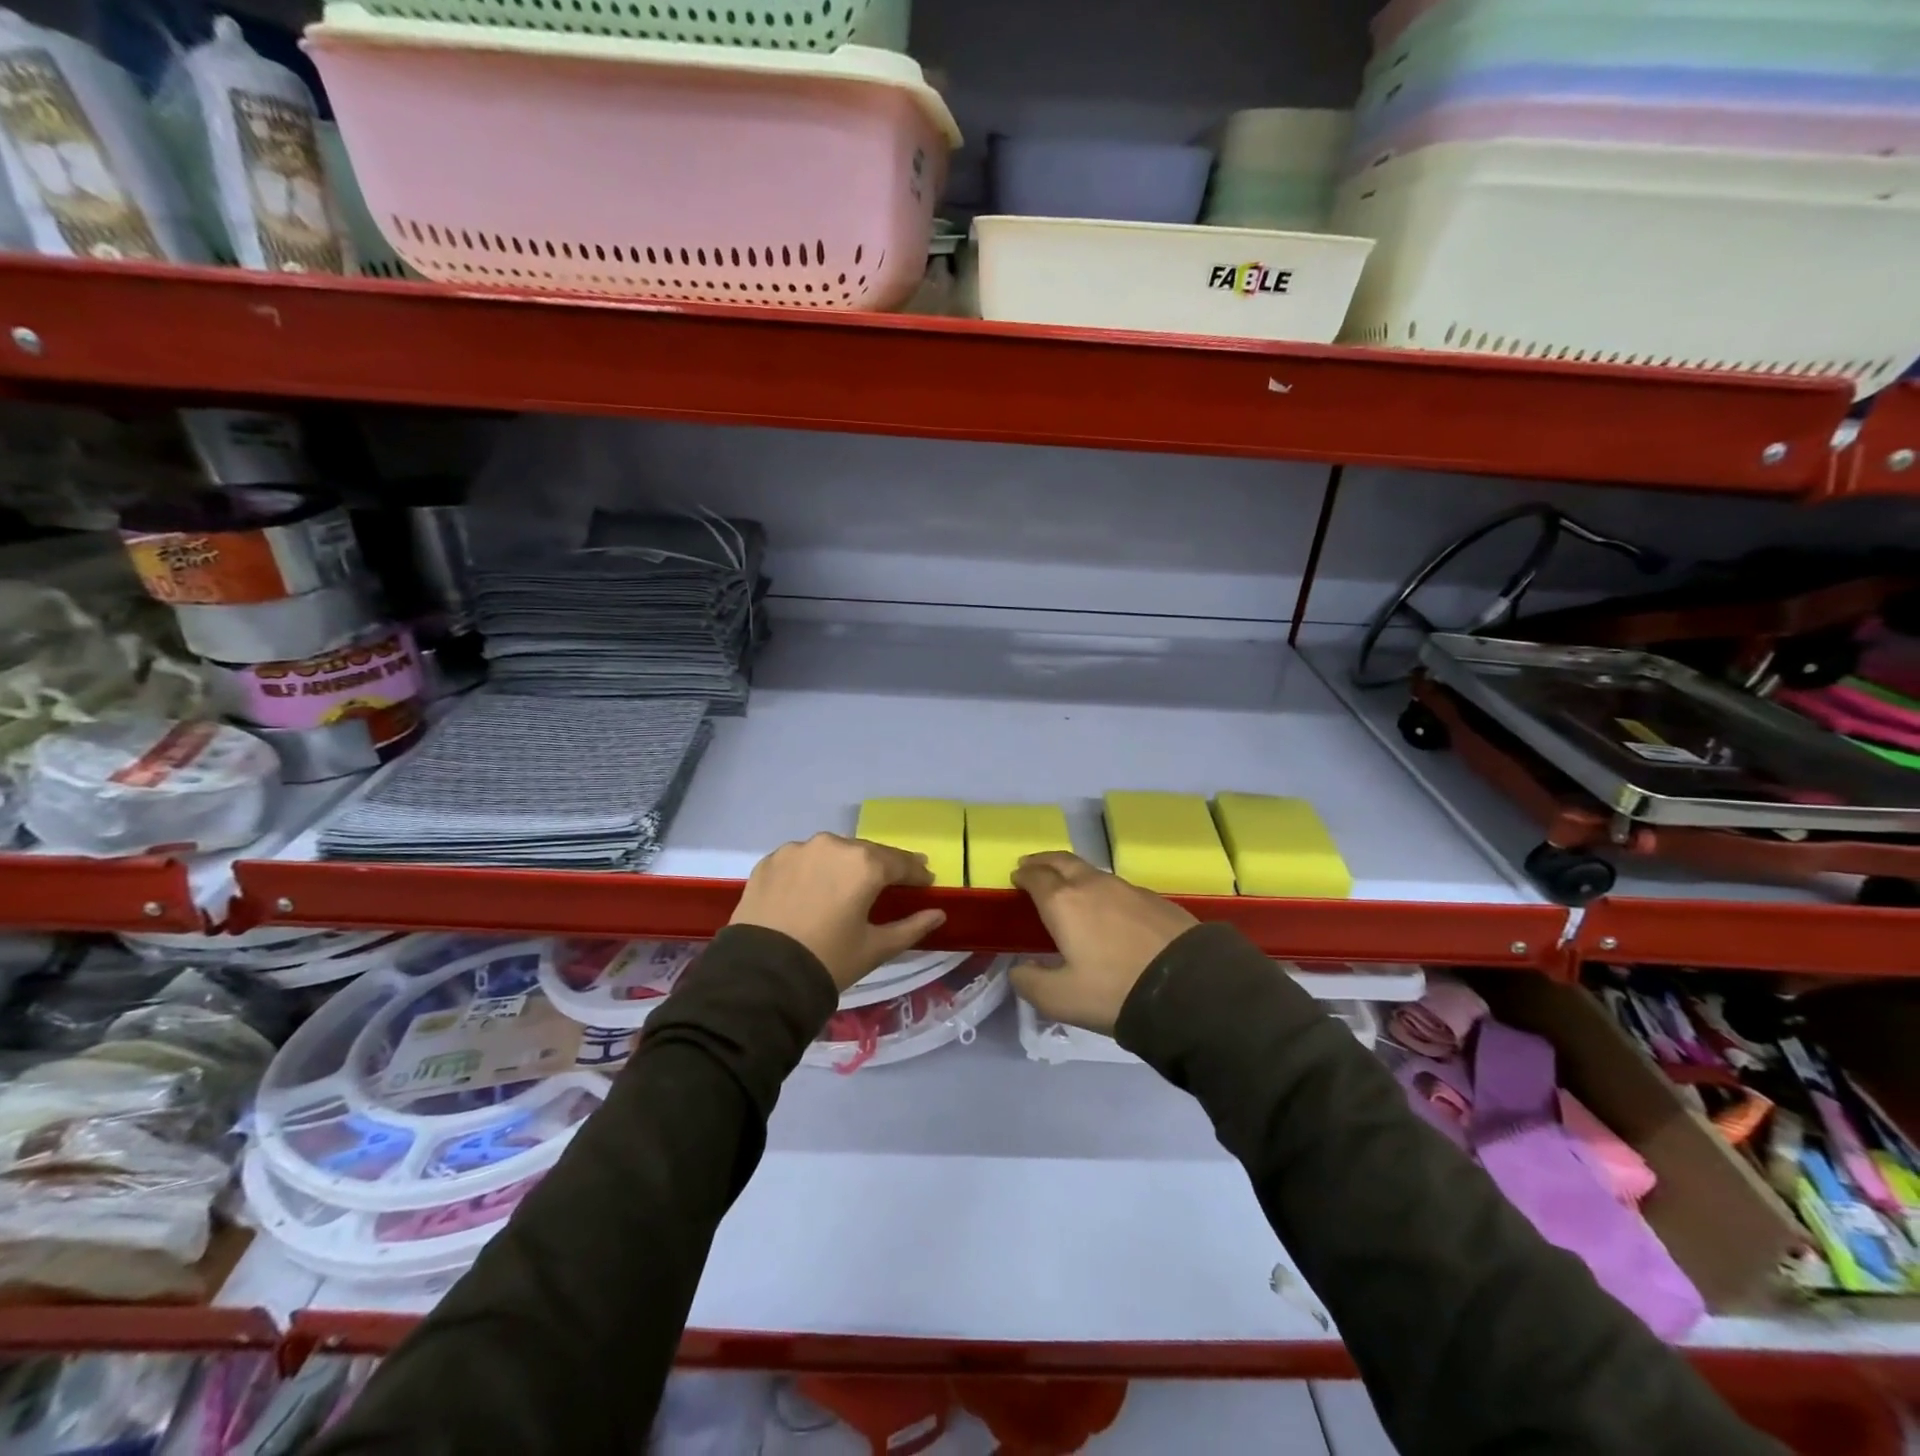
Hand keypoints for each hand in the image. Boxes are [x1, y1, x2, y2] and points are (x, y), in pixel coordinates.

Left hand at [730, 833, 946, 992]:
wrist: (760, 976)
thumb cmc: (829, 960)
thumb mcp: (876, 948)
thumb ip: (912, 926)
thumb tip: (938, 913)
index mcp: (865, 864)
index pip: (901, 862)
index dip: (917, 873)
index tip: (925, 881)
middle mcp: (833, 845)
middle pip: (866, 853)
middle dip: (880, 867)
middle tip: (888, 883)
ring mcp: (798, 850)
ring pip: (831, 853)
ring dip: (843, 866)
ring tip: (845, 887)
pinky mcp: (770, 861)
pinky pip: (801, 861)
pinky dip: (811, 871)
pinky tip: (810, 891)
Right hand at [1009, 852, 1196, 1034]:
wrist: (1189, 987)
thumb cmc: (1114, 990)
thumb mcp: (1060, 999)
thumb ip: (1030, 983)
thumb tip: (1018, 970)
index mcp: (1063, 902)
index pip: (1036, 876)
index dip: (1023, 875)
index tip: (1016, 877)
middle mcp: (1092, 884)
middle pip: (1062, 861)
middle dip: (1043, 861)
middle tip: (1032, 866)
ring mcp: (1127, 888)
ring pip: (1091, 871)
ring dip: (1072, 872)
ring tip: (1066, 886)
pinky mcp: (1154, 898)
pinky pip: (1117, 885)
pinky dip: (1100, 888)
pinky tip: (1106, 907)